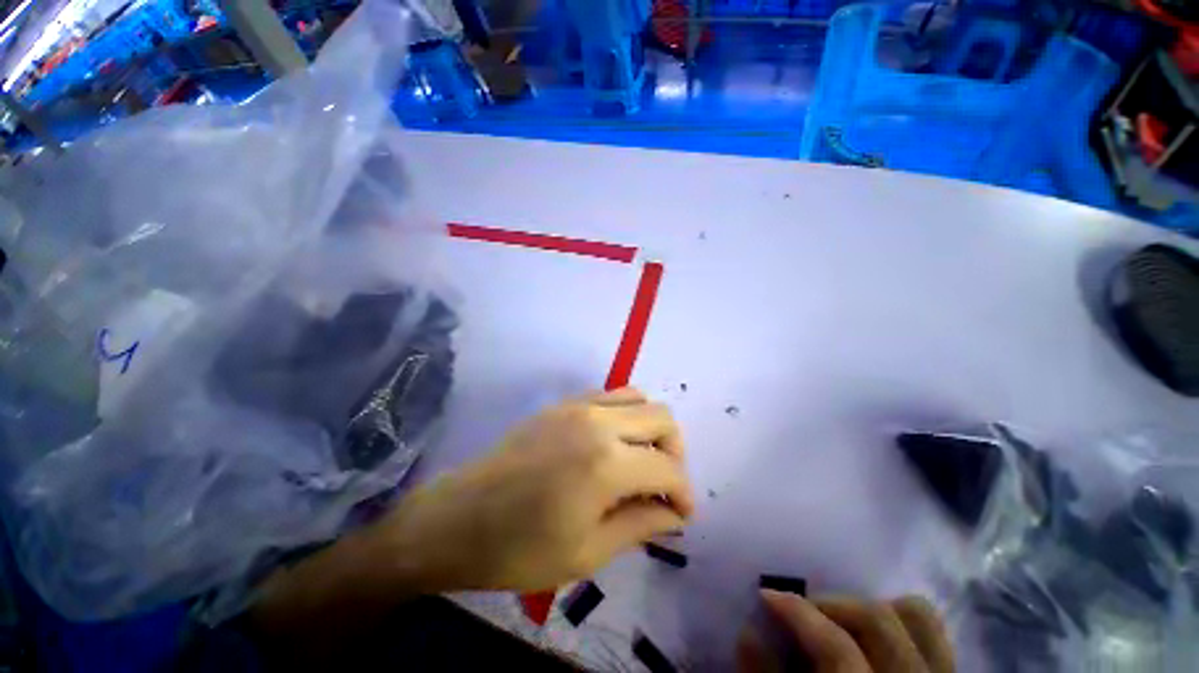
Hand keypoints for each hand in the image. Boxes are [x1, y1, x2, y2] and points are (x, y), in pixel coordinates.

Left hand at [368, 387, 694, 591]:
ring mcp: (578, 406)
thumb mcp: (588, 552)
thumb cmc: (519, 549)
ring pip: (638, 398)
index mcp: (607, 463)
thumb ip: (640, 525)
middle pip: (662, 418)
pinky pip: (610, 395)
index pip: (668, 469)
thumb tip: (674, 515)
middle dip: (675, 452)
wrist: (459, 519)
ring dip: (651, 428)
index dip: (684, 494)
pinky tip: (612, 444)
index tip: (682, 516)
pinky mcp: (563, 404)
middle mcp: (599, 422)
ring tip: (641, 461)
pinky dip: (625, 415)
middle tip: (664, 485)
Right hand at [739, 591, 953, 672]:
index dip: (797, 614)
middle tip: (802, 610)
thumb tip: (749, 632)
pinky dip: (902, 621)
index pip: (837, 649)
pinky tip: (872, 634)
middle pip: (878, 620)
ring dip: (872, 607)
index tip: (766, 595)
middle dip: (831, 604)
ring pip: (916, 618)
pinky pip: (933, 635)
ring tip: (841, 620)